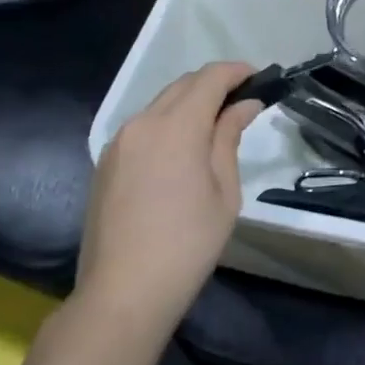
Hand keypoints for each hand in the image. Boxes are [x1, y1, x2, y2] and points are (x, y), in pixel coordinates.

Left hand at [74, 61, 263, 340]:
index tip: (258, 77)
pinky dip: (167, 123)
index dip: (236, 71)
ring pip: (160, 104)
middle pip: (183, 85)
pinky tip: (182, 150)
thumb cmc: (187, 245)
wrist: (123, 293)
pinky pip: (143, 127)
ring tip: (215, 125)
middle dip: (214, 84)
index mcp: (176, 126)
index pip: (210, 78)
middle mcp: (142, 122)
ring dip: (189, 103)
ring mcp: (119, 141)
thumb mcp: (223, 192)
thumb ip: (229, 138)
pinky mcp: (106, 161)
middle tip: (242, 101)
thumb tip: (244, 105)